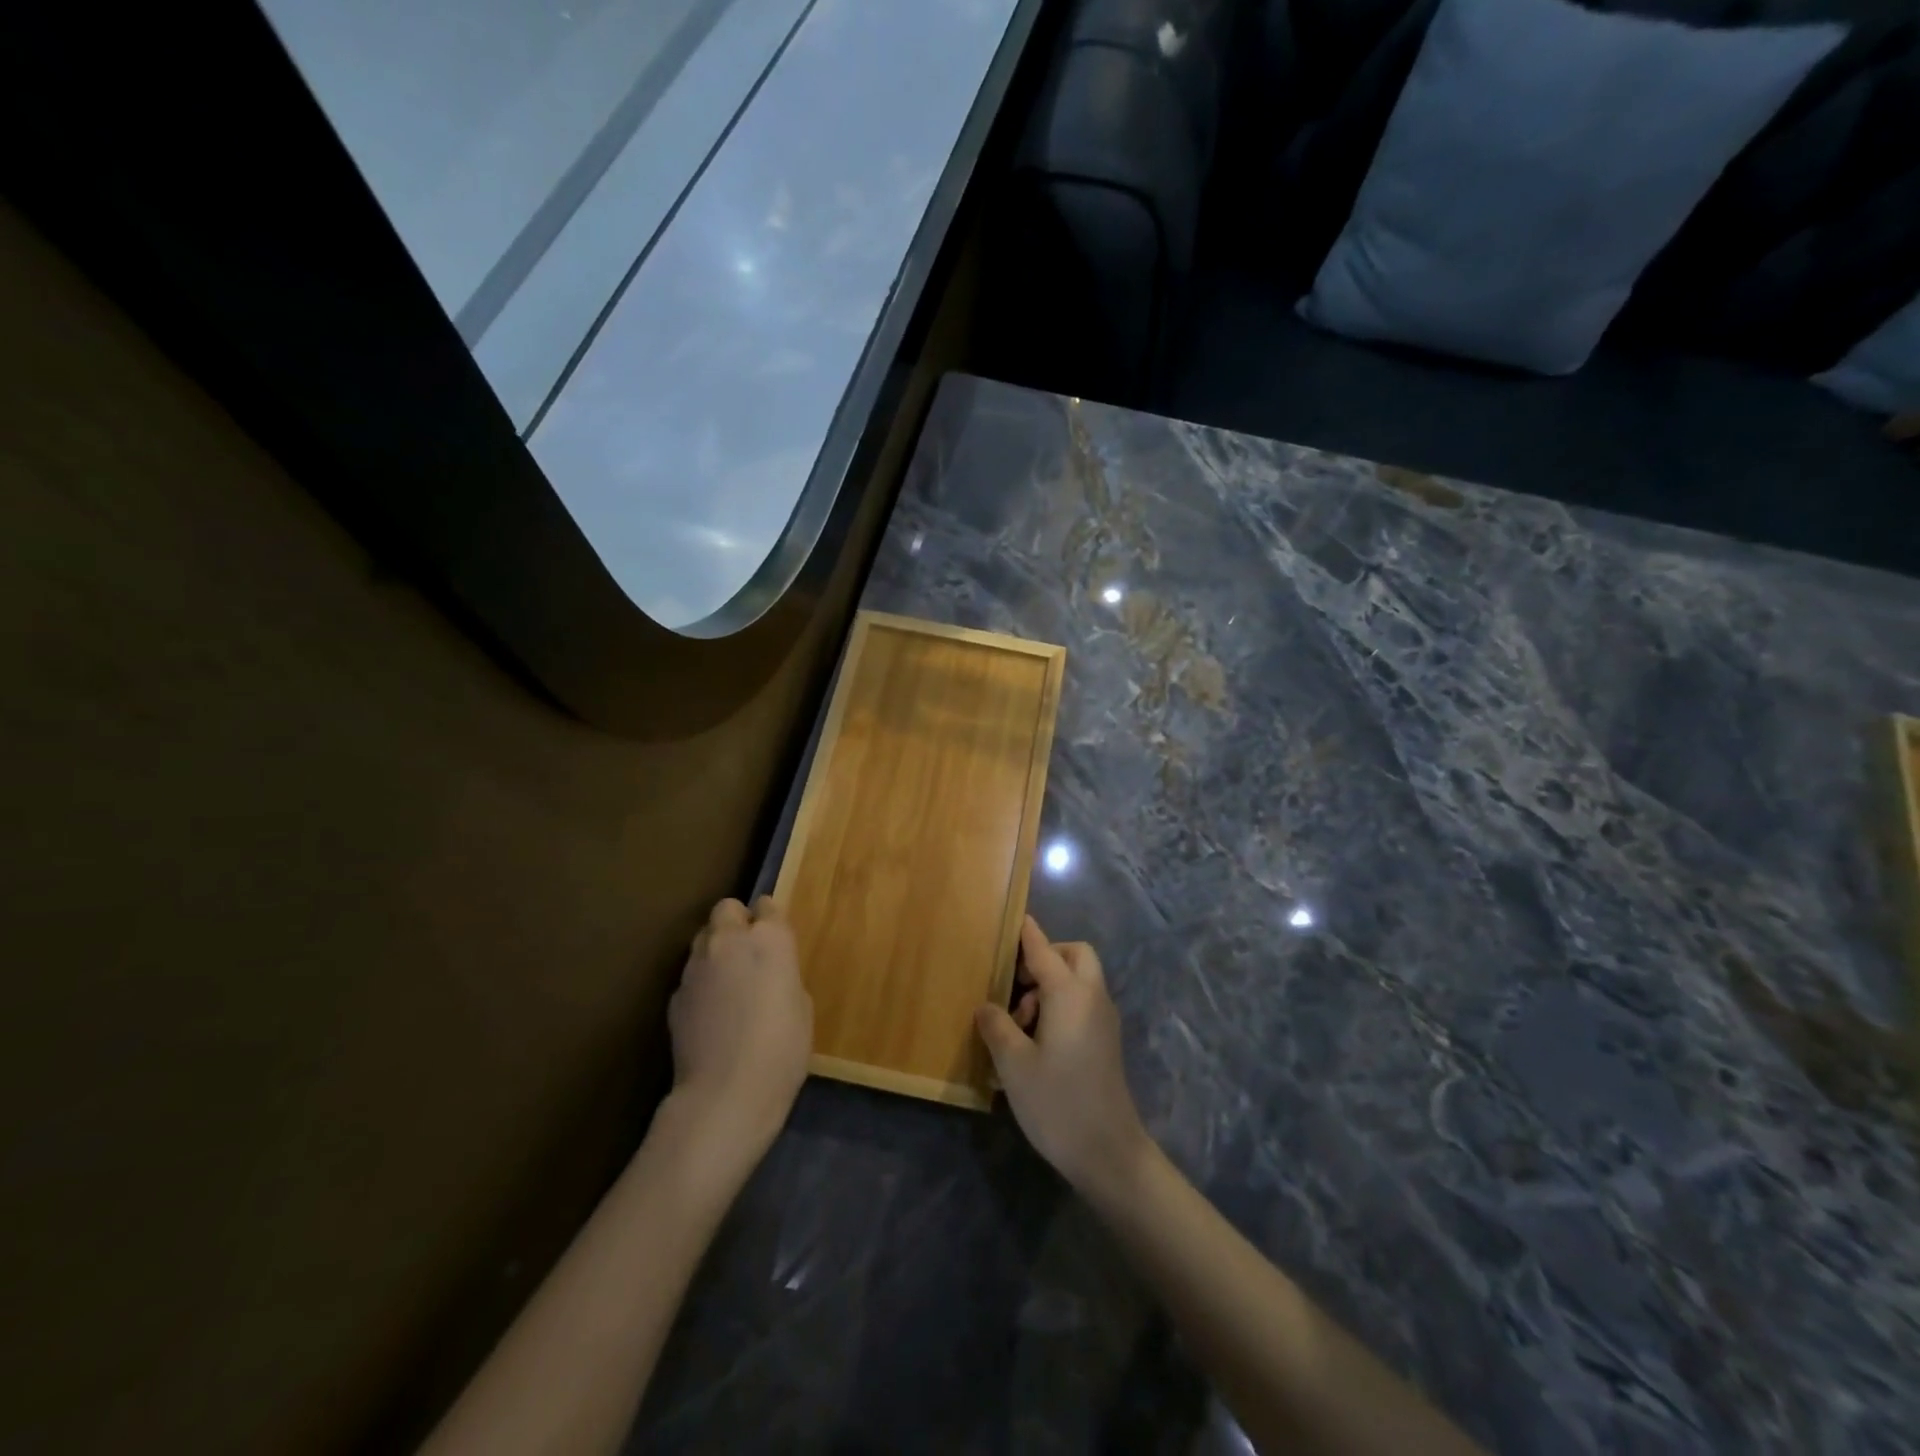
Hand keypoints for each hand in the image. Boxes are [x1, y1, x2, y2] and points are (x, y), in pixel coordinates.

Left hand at [668, 897, 812, 1156]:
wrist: (726, 1094)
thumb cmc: (782, 1049)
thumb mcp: (801, 1006)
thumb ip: (782, 975)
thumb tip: (768, 974)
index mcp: (769, 938)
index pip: (767, 905)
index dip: (770, 920)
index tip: (775, 939)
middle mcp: (728, 941)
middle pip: (727, 909)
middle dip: (736, 922)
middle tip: (748, 953)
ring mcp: (695, 966)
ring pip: (702, 938)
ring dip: (716, 949)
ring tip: (727, 982)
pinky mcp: (675, 995)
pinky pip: (690, 975)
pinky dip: (701, 983)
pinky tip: (711, 1013)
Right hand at [975, 917, 1149, 1195]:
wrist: (1109, 1152)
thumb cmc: (1057, 1102)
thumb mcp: (1014, 1064)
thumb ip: (997, 1027)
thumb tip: (987, 1006)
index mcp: (1069, 994)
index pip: (1044, 950)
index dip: (1027, 933)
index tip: (1014, 917)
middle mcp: (1092, 997)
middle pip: (1074, 955)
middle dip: (1046, 956)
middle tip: (1015, 982)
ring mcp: (1104, 1019)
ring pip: (1080, 980)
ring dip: (1051, 985)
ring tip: (1019, 1022)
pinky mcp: (1106, 1041)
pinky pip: (1083, 1003)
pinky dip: (1062, 1003)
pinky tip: (1037, 1039)